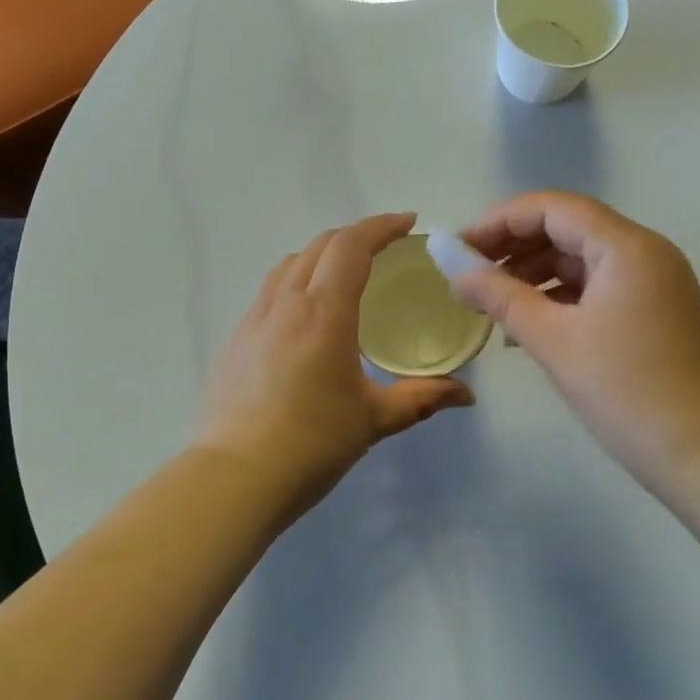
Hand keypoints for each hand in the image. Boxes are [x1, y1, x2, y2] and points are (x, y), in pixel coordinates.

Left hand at [195, 212, 474, 521]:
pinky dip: (297, 280)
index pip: (351, 246)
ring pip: (290, 263)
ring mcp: (254, 318)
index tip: (408, 222)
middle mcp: (286, 302)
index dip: (381, 226)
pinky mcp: (235, 338)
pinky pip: (270, 290)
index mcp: (324, 312)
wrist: (234, 477)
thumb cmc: (311, 443)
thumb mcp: (373, 419)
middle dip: (356, 235)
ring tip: (347, 273)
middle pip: (320, 245)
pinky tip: (307, 313)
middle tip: (386, 247)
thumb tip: (465, 396)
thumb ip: (422, 399)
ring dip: (322, 254)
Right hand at [447, 192, 699, 496]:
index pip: (552, 208)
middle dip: (514, 245)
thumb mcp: (552, 340)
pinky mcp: (655, 307)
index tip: (459, 248)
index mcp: (626, 246)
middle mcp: (645, 251)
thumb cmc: (624, 391)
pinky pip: (597, 283)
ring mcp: (654, 279)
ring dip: (534, 271)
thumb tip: (452, 266)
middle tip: (469, 272)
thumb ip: (498, 295)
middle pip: (567, 227)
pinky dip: (560, 294)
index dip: (499, 221)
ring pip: (581, 257)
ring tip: (491, 300)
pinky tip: (527, 321)